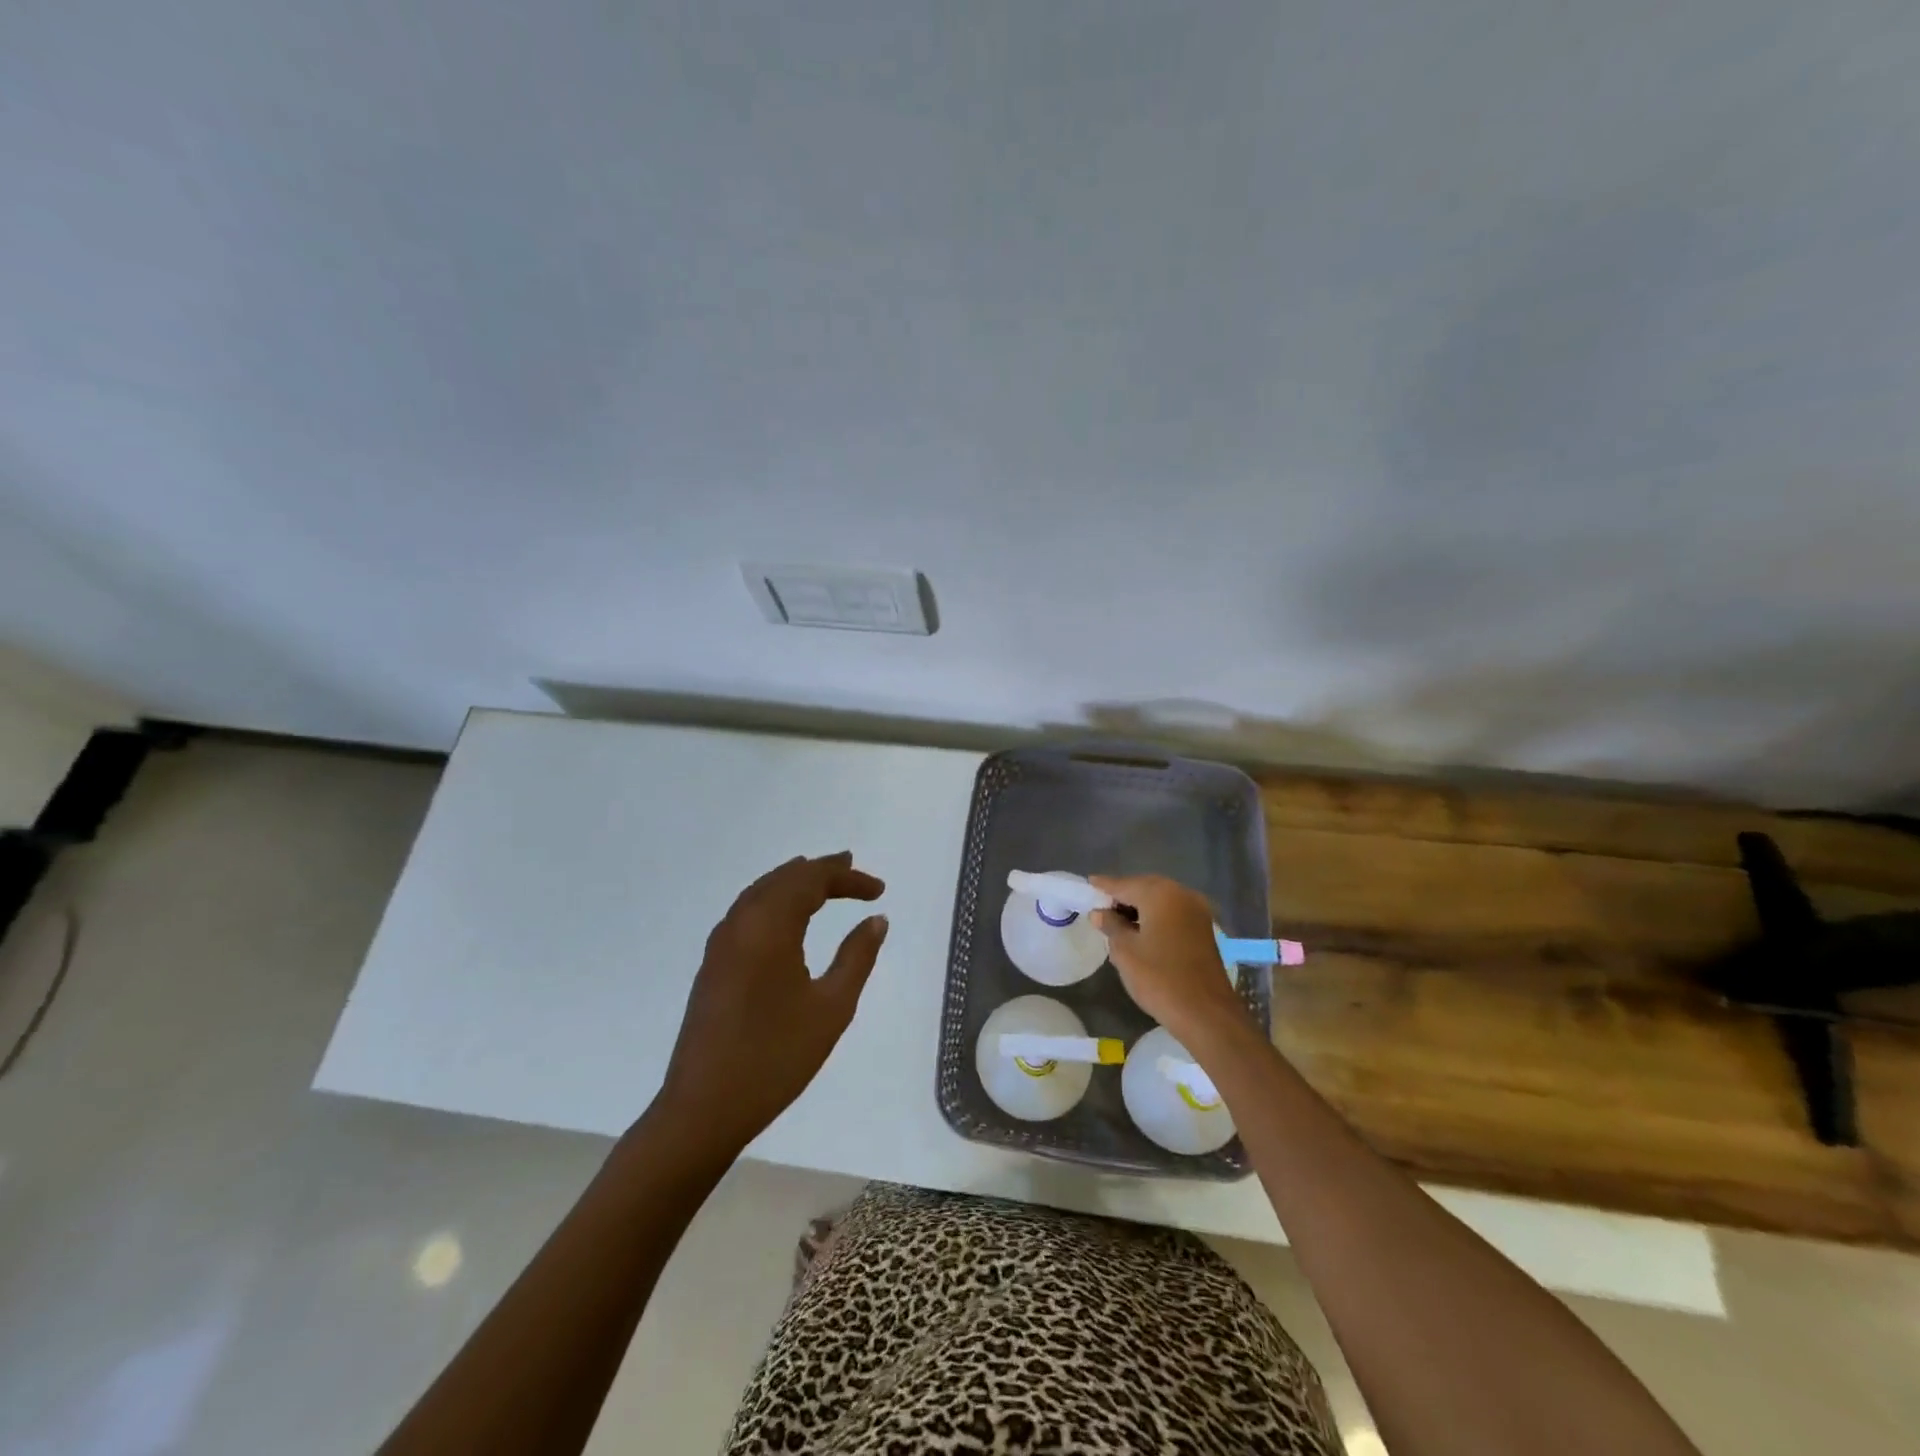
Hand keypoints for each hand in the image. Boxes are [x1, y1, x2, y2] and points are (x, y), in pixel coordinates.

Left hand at [659, 852, 886, 1152]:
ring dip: (793, 882)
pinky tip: (785, 916)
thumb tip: (876, 919)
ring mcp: (721, 944)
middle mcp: (740, 923)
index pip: (811, 881)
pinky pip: (746, 911)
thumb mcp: (831, 1008)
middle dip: (820, 871)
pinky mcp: (712, 964)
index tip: (879, 890)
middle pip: (783, 879)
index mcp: (769, 927)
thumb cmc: (775, 1057)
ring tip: (822, 881)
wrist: (703, 1108)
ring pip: (760, 892)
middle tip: (852, 868)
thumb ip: (857, 957)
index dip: (847, 878)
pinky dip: (772, 900)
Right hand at [1090, 873, 1251, 1049]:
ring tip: (1117, 920)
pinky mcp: (1203, 928)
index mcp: (1160, 894)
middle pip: (1144, 888)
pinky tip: (1141, 930)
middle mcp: (1181, 893)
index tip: (1088, 884)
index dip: (1104, 886)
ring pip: (1160, 900)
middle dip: (1123, 895)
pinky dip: (1155, 916)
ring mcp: (1197, 910)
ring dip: (1139, 907)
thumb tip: (1100, 912)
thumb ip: (1111, 925)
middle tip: (1100, 906)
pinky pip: (1172, 913)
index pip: (1124, 884)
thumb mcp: (1125, 951)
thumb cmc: (1159, 978)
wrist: (1206, 1014)